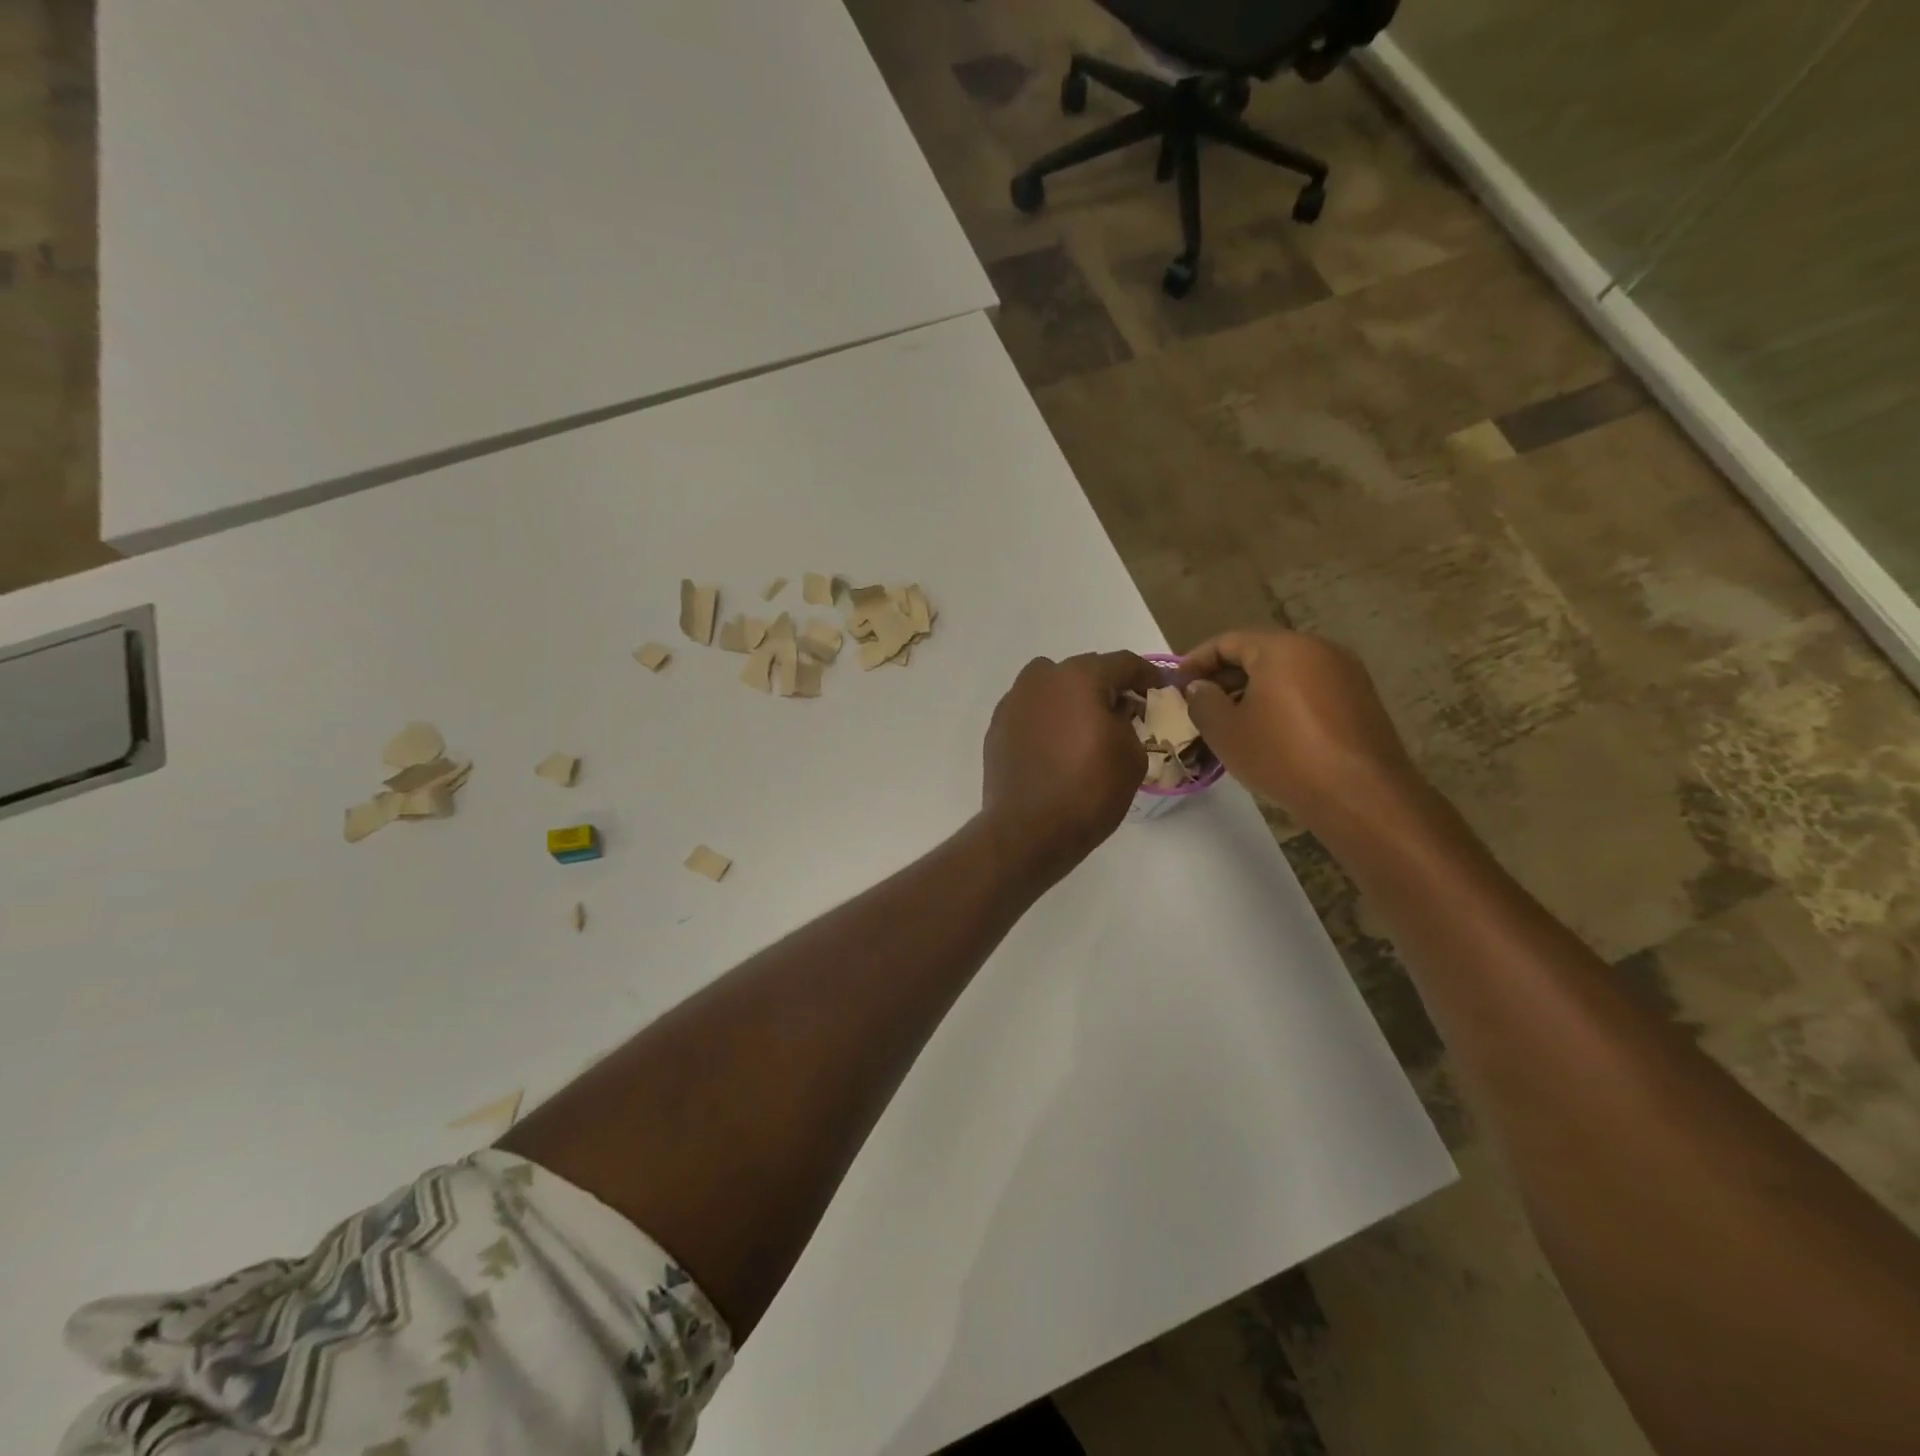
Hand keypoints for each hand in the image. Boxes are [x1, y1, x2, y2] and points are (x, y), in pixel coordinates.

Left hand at [981, 652, 1159, 878]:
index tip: (1158, 689)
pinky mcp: (997, 727)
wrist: (1028, 830)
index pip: (1122, 663)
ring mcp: (1013, 701)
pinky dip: (1046, 719)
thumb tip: (1116, 711)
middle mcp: (1041, 679)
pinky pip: (1030, 711)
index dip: (1146, 674)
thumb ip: (1128, 721)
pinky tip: (1056, 746)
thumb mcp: (1132, 755)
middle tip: (1123, 711)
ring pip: (1050, 687)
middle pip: (1083, 671)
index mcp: (1079, 677)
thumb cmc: (1089, 791)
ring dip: (1070, 699)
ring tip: (1085, 727)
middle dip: (1105, 687)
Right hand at [1179, 629, 1420, 830]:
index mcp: (1282, 647)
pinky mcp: (1360, 700)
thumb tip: (1200, 687)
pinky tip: (1267, 733)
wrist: (1360, 795)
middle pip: (1259, 654)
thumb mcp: (1226, 730)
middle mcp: (1318, 649)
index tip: (1176, 684)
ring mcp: (1345, 674)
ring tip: (1230, 722)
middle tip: (1199, 704)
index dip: (1196, 661)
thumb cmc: (1282, 755)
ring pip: (1285, 673)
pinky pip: (1308, 691)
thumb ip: (1203, 701)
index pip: (1227, 641)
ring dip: (1253, 692)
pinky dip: (1281, 703)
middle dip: (1225, 677)